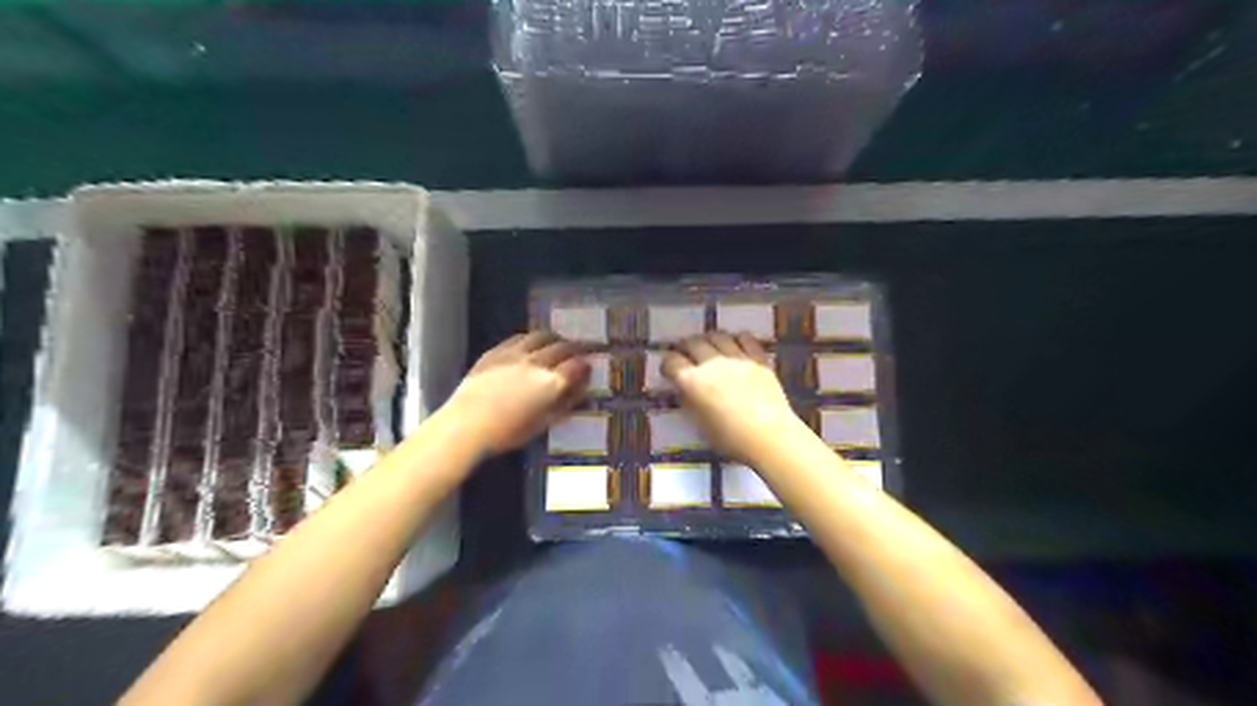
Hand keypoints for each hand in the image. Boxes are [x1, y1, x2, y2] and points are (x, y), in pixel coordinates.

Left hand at [445, 333, 593, 454]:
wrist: (465, 425)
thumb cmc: (507, 433)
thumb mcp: (543, 424)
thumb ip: (564, 405)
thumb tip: (579, 392)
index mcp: (551, 383)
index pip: (577, 367)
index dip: (586, 366)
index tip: (589, 367)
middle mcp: (537, 363)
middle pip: (563, 347)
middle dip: (576, 347)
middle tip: (581, 350)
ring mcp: (515, 354)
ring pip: (542, 336)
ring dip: (555, 338)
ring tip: (557, 342)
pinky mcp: (496, 351)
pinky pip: (519, 338)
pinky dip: (531, 339)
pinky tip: (531, 344)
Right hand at [662, 331, 798, 463]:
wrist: (769, 436)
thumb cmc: (730, 439)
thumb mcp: (700, 425)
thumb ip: (689, 402)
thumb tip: (685, 390)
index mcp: (692, 382)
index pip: (671, 362)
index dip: (667, 365)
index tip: (669, 371)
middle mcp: (711, 364)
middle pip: (692, 343)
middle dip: (685, 347)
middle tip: (686, 354)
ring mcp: (736, 358)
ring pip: (717, 335)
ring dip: (708, 339)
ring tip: (709, 346)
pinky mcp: (758, 359)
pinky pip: (744, 338)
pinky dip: (736, 339)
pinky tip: (735, 345)